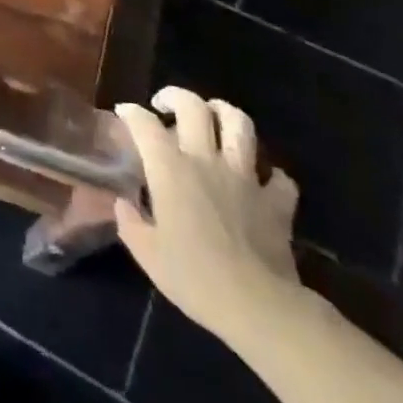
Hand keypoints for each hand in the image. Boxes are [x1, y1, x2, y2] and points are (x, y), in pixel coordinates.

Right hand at [114, 88, 301, 345]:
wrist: (256, 305)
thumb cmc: (193, 277)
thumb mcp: (147, 254)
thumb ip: (130, 222)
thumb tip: (123, 204)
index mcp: (170, 170)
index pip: (146, 125)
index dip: (132, 114)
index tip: (124, 112)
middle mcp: (207, 161)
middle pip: (194, 107)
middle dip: (176, 96)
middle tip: (166, 104)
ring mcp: (246, 178)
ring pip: (240, 125)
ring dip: (224, 113)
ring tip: (214, 116)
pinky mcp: (277, 202)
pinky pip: (279, 178)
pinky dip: (271, 175)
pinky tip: (262, 181)